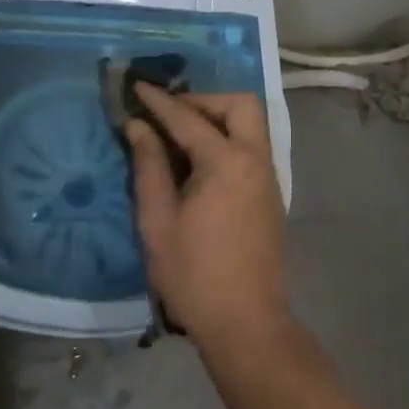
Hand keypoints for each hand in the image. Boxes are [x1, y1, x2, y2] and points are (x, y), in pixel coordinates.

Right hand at [125, 86, 288, 348]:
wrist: (246, 323)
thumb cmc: (193, 274)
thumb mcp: (158, 220)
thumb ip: (149, 166)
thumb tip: (139, 127)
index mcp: (227, 162)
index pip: (188, 118)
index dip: (159, 101)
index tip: (137, 86)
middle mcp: (256, 160)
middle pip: (239, 105)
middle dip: (204, 100)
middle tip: (170, 115)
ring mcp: (269, 178)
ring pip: (250, 125)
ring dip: (218, 118)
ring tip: (180, 136)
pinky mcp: (271, 195)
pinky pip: (252, 148)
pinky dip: (228, 139)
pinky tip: (200, 163)